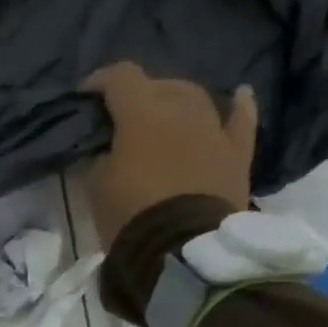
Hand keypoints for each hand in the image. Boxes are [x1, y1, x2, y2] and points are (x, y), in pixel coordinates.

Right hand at [78, 62, 256, 247]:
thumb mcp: (96, 185)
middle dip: (139, 93)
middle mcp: (182, 110)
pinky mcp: (237, 153)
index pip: (121, 78)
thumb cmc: (130, 214)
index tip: (86, 95)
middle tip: (122, 114)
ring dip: (177, 100)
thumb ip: (100, 156)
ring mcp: (214, 129)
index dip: (101, 80)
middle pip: (161, 84)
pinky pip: (241, 120)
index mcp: (142, 115)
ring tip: (163, 113)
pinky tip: (238, 96)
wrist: (182, 248)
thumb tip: (107, 149)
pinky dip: (238, 106)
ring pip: (197, 97)